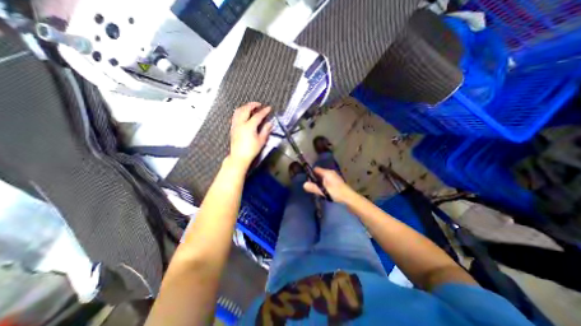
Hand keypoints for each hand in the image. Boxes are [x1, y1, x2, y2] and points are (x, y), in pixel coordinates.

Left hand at [229, 102, 272, 167]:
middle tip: (259, 104)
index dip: (264, 111)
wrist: (239, 156)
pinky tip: (243, 114)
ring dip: (245, 107)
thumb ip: (265, 131)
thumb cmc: (251, 150)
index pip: (258, 116)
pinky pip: (235, 116)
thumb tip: (270, 124)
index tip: (269, 108)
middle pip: (246, 109)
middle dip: (252, 105)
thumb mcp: (261, 141)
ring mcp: (235, 125)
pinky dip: (240, 112)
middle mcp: (241, 123)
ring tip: (251, 107)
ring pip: (238, 111)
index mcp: (249, 126)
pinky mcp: (232, 128)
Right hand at [305, 168, 354, 203]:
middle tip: (310, 186)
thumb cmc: (336, 193)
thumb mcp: (324, 191)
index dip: (310, 173)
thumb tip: (304, 184)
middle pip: (319, 173)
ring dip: (319, 183)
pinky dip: (324, 185)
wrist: (350, 199)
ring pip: (323, 178)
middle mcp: (331, 173)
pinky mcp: (336, 182)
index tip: (306, 179)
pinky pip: (327, 181)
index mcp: (327, 173)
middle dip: (314, 179)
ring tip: (316, 190)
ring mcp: (334, 177)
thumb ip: (314, 187)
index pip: (316, 169)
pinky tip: (324, 191)